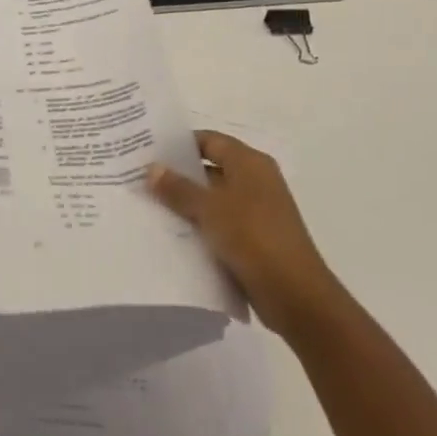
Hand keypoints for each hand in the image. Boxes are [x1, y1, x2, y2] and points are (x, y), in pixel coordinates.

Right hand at [147, 131, 337, 333]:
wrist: (295, 295)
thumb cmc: (253, 238)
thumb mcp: (210, 209)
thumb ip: (179, 188)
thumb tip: (152, 168)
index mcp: (250, 163)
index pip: (210, 140)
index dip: (180, 144)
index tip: (149, 150)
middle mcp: (255, 182)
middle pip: (210, 169)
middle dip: (178, 175)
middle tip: (141, 178)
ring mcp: (256, 212)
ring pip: (213, 200)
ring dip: (186, 204)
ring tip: (148, 206)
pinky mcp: (254, 240)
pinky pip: (219, 225)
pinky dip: (199, 227)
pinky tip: (170, 234)